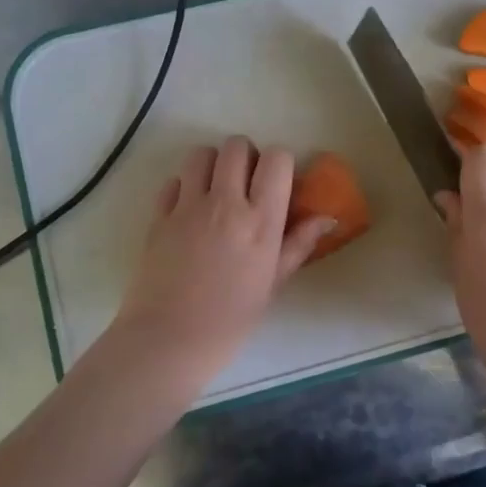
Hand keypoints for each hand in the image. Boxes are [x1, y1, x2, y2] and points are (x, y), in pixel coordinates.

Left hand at [112, 137, 331, 377]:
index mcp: (261, 221)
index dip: (280, 164)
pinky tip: (189, 210)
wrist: (170, 340)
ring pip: (201, 154)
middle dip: (246, 157)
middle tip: (246, 184)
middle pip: (237, 146)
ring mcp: (187, 207)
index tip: (277, 184)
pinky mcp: (158, 216)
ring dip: (212, 164)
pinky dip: (184, 187)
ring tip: (216, 189)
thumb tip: (328, 218)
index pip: (277, 159)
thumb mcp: (273, 282)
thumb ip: (299, 244)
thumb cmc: (231, 319)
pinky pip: (173, 181)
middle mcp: (225, 203)